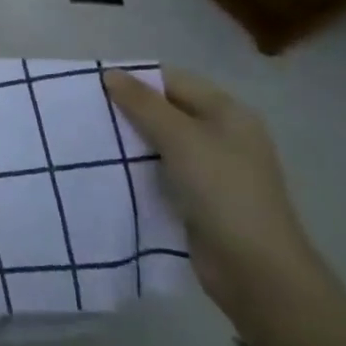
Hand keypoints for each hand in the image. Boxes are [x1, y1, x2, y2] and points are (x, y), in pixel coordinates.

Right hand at [104, 67, 345, 344]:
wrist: (256, 272)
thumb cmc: (223, 191)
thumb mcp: (180, 139)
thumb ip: (143, 104)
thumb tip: (110, 73)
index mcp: (227, 113)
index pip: (173, 80)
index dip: (136, 79)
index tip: (95, 86)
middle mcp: (222, 135)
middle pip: (167, 110)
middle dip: (129, 110)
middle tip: (89, 112)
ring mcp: (212, 169)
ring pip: (161, 141)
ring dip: (131, 140)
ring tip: (92, 138)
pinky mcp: (199, 198)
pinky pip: (162, 170)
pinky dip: (139, 167)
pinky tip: (111, 168)